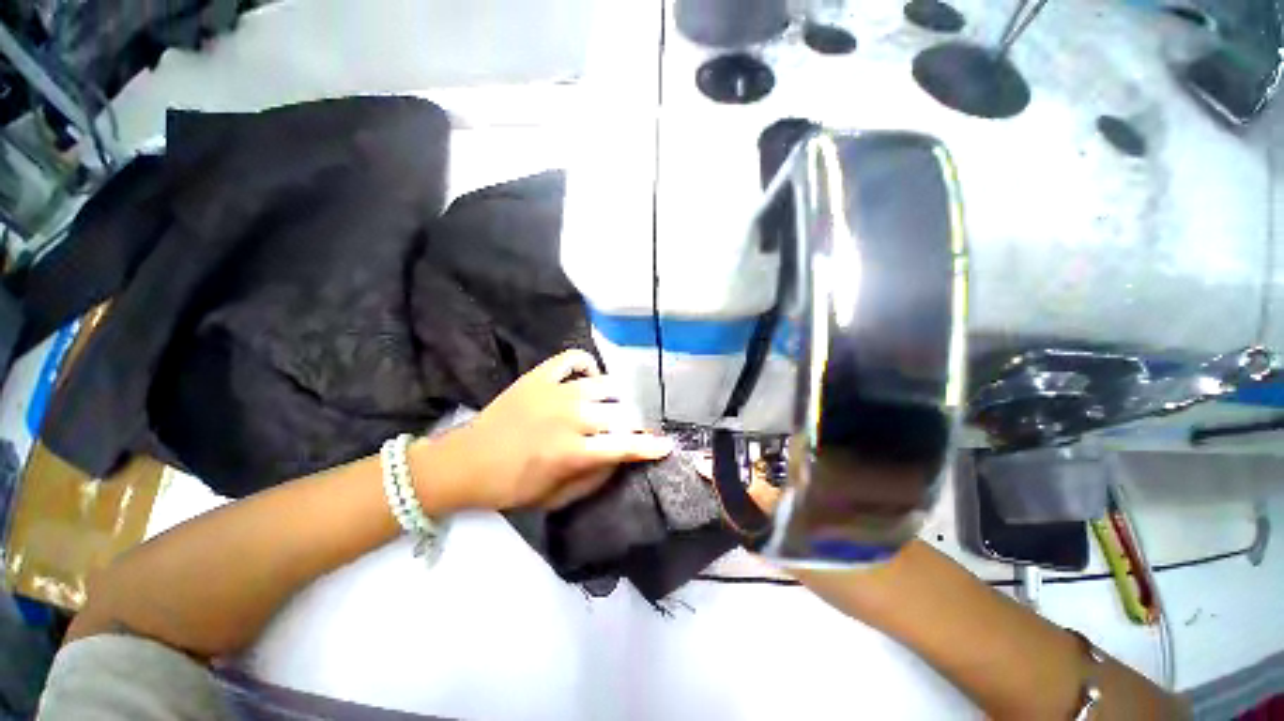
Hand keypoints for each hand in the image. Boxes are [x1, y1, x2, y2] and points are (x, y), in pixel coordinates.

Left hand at [425, 350, 673, 509]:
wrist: (465, 462)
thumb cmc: (511, 486)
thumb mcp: (555, 498)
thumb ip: (593, 478)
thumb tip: (620, 458)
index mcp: (571, 451)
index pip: (622, 446)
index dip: (649, 446)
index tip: (666, 445)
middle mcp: (569, 417)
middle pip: (620, 412)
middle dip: (635, 421)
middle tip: (634, 427)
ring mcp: (555, 391)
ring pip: (603, 384)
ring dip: (617, 395)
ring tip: (615, 403)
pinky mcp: (539, 376)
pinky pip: (573, 358)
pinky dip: (587, 364)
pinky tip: (589, 377)